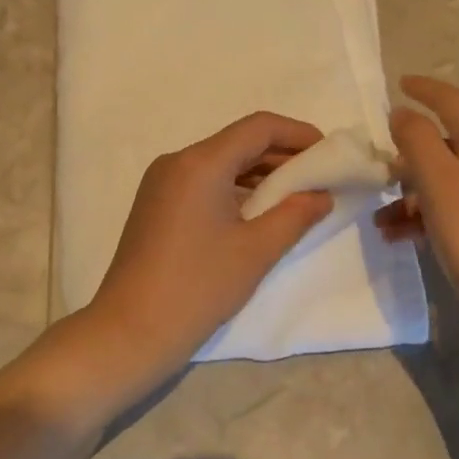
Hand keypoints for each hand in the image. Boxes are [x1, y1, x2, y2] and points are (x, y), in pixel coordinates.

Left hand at [88, 111, 333, 376]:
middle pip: (238, 142)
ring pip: (220, 162)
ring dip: (258, 173)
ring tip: (295, 196)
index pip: (258, 127)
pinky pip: (203, 181)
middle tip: (319, 177)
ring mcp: (161, 182)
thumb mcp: (256, 250)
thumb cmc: (198, 287)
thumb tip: (321, 195)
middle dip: (281, 155)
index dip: (297, 133)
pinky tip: (257, 211)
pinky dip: (234, 187)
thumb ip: (295, 214)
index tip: (327, 152)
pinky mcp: (156, 204)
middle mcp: (177, 161)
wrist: (130, 331)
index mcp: (200, 163)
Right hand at [377, 76, 458, 320]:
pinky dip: (427, 215)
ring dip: (411, 194)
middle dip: (407, 158)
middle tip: (378, 177)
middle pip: (446, 145)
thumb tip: (403, 112)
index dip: (425, 89)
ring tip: (382, 223)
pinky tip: (404, 239)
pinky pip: (456, 207)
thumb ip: (418, 142)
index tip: (399, 84)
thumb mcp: (440, 183)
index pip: (452, 102)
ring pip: (447, 181)